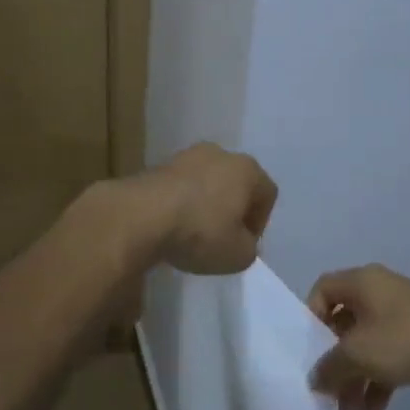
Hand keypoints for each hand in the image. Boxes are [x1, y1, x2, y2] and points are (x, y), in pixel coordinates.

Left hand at [141, 142, 278, 275]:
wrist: (142, 215)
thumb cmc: (201, 232)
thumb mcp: (238, 255)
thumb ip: (248, 248)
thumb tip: (241, 241)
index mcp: (247, 169)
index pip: (267, 194)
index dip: (259, 223)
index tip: (244, 244)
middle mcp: (220, 153)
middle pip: (236, 183)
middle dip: (232, 209)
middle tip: (222, 238)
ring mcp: (187, 156)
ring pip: (206, 182)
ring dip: (204, 204)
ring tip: (192, 232)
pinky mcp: (159, 165)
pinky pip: (180, 186)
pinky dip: (181, 203)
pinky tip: (171, 225)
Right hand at [306, 263, 409, 409]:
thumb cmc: (401, 339)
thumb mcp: (356, 355)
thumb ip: (329, 367)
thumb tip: (315, 379)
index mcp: (362, 282)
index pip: (323, 289)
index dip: (312, 318)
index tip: (312, 350)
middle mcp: (380, 292)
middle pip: (345, 324)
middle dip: (337, 362)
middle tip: (331, 393)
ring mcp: (403, 315)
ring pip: (368, 345)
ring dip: (357, 379)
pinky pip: (390, 356)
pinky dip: (379, 381)